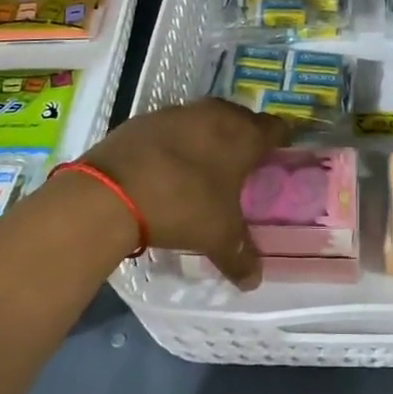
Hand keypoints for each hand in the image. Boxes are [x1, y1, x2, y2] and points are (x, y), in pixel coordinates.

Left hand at [79, 98, 287, 288]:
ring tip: (203, 167)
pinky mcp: (145, 119)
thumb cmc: (183, 206)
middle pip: (240, 119)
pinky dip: (175, 142)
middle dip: (243, 138)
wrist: (112, 192)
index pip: (275, 128)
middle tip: (242, 165)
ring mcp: (178, 112)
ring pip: (205, 120)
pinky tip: (167, 167)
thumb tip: (254, 280)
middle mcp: (215, 114)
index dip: (280, 141)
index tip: (278, 156)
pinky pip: (172, 128)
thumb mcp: (217, 237)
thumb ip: (240, 256)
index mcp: (243, 135)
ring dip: (208, 137)